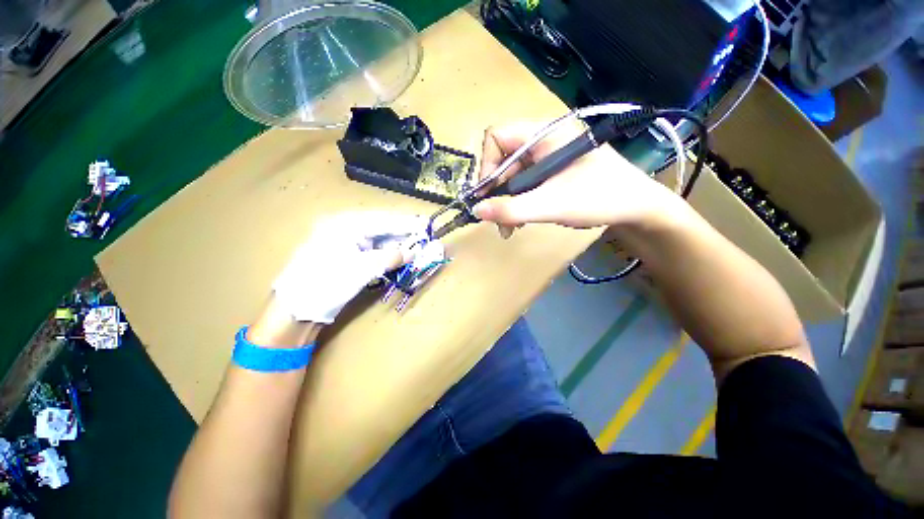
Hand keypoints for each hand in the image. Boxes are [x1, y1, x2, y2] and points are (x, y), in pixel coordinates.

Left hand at [272, 212, 425, 322]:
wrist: (294, 310)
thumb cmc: (324, 284)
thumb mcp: (360, 270)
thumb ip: (389, 258)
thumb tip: (412, 252)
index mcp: (346, 225)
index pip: (384, 221)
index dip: (407, 223)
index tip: (426, 224)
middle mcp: (346, 229)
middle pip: (382, 228)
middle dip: (404, 234)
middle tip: (425, 238)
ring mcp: (346, 244)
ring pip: (379, 241)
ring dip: (397, 246)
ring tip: (417, 248)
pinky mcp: (347, 257)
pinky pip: (373, 252)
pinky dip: (387, 255)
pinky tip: (400, 258)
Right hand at [472, 121, 678, 233]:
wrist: (636, 208)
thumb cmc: (599, 198)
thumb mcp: (551, 205)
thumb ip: (511, 209)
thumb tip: (475, 211)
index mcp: (545, 133)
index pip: (497, 137)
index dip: (487, 166)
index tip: (487, 196)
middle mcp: (543, 139)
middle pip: (502, 159)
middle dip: (497, 191)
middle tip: (498, 219)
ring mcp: (547, 155)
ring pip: (512, 174)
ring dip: (506, 201)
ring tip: (510, 227)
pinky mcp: (551, 170)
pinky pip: (524, 182)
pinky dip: (518, 201)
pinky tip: (521, 219)